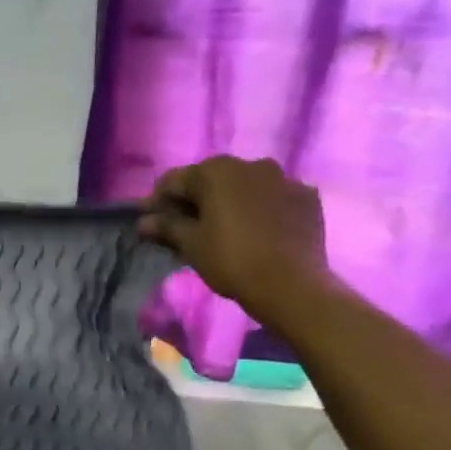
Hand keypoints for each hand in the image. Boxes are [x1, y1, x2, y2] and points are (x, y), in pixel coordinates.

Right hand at [138, 156, 330, 324]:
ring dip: (231, 202)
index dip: (158, 200)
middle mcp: (251, 164)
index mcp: (217, 171)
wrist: (291, 285)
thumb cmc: (231, 260)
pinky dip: (262, 210)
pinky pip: (274, 199)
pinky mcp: (306, 198)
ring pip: (246, 187)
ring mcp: (284, 179)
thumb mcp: (192, 245)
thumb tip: (144, 221)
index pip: (176, 181)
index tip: (148, 219)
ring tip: (224, 228)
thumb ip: (167, 227)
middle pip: (213, 180)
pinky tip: (258, 231)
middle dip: (196, 200)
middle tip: (184, 226)